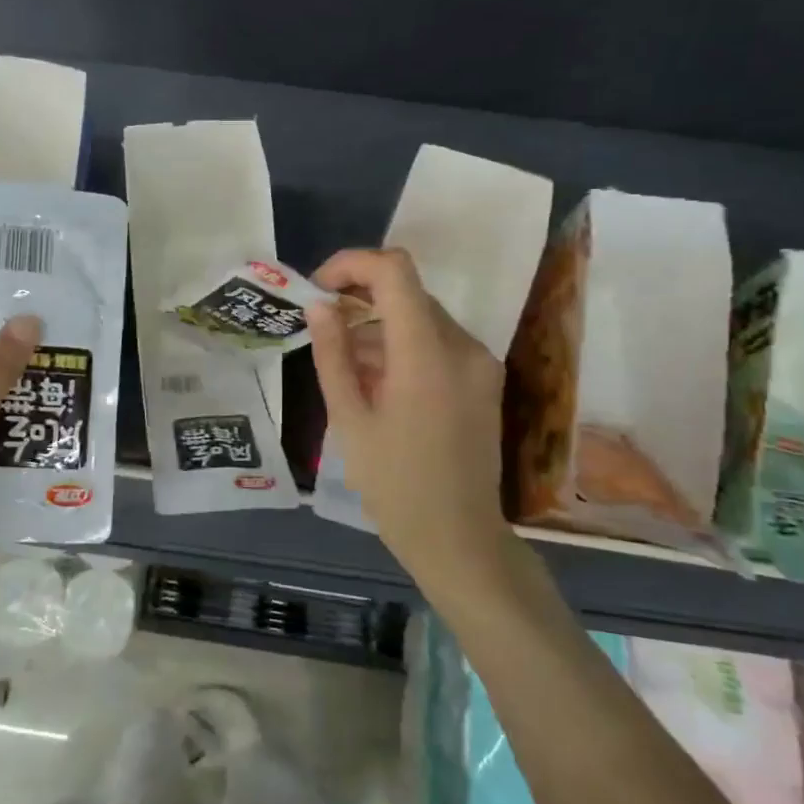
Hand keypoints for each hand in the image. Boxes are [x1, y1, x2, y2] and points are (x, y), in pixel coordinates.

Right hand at [309, 248, 509, 583]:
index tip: (319, 289)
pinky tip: (378, 383)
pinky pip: (438, 343)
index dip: (352, 264)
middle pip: (408, 293)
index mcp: (428, 354)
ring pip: (422, 317)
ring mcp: (480, 363)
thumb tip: (319, 306)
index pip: (394, 271)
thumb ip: (333, 355)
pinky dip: (404, 347)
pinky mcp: (484, 380)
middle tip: (324, 332)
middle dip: (361, 299)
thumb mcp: (350, 420)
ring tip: (347, 369)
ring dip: (380, 326)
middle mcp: (463, 347)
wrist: (459, 540)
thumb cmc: (395, 486)